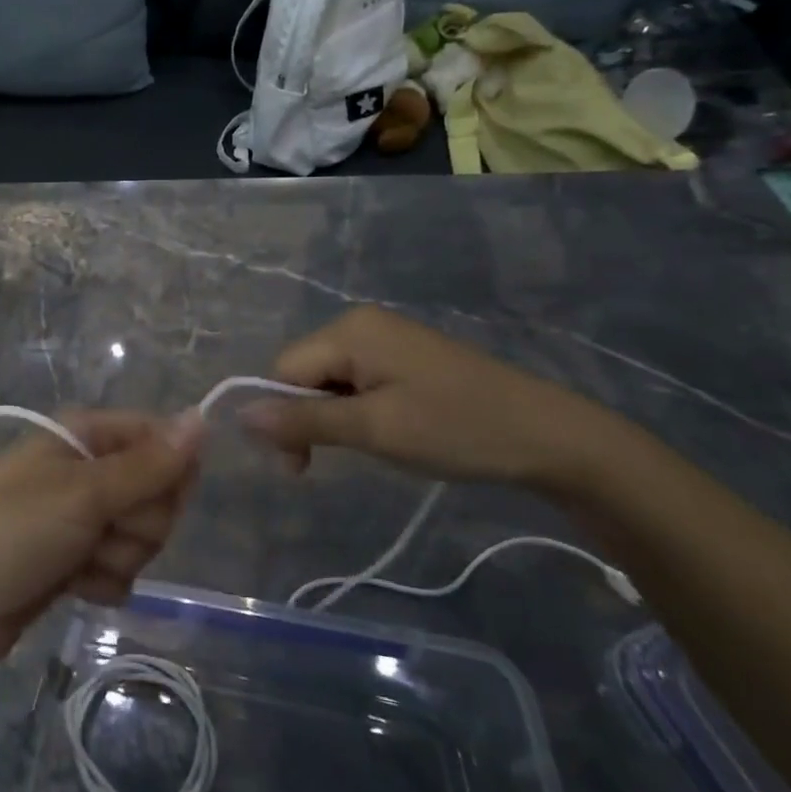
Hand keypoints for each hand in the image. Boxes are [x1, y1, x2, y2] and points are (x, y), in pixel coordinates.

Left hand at [0, 410, 202, 664]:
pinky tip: (73, 585)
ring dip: (117, 556)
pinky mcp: (77, 560)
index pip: (159, 438)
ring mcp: (82, 516)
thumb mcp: (83, 493)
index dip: (168, 471)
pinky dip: (102, 581)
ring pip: (143, 535)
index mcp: (86, 434)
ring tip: (76, 560)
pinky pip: (121, 568)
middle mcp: (88, 468)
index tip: (152, 497)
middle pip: (158, 492)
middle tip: (98, 529)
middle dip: (138, 522)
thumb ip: (148, 464)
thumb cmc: (10, 531)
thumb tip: (202, 417)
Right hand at [242, 305, 636, 488]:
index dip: (282, 417)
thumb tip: (239, 416)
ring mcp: (386, 337)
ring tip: (370, 446)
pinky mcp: (406, 356)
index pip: (283, 369)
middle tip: (331, 463)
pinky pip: (357, 379)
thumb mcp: (374, 429)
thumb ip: (304, 420)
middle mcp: (361, 323)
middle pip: (303, 370)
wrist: (551, 437)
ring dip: (333, 416)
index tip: (301, 468)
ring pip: (329, 378)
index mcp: (350, 329)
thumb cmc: (457, 429)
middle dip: (307, 417)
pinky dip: (357, 409)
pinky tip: (386, 431)